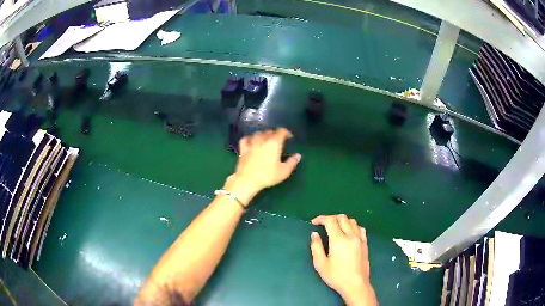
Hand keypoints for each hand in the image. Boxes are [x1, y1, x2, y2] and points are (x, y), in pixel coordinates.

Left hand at [224, 128, 300, 205]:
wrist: (248, 180)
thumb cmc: (268, 175)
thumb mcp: (284, 171)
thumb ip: (292, 162)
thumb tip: (298, 155)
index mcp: (274, 143)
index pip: (281, 131)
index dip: (286, 133)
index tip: (289, 138)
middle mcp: (263, 139)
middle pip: (270, 131)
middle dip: (275, 134)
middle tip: (278, 142)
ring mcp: (251, 143)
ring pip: (258, 133)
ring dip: (264, 135)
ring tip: (266, 141)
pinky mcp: (243, 148)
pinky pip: (246, 139)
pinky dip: (250, 138)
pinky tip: (251, 141)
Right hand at [310, 215, 376, 305]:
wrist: (355, 284)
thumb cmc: (336, 276)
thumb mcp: (321, 264)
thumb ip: (316, 247)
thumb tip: (314, 234)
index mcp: (339, 240)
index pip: (330, 221)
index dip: (321, 219)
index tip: (314, 223)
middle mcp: (351, 236)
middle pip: (342, 218)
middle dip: (331, 218)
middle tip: (323, 224)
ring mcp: (360, 239)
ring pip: (352, 221)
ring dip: (342, 221)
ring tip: (336, 228)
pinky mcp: (365, 244)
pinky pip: (360, 228)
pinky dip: (353, 226)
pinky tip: (349, 233)